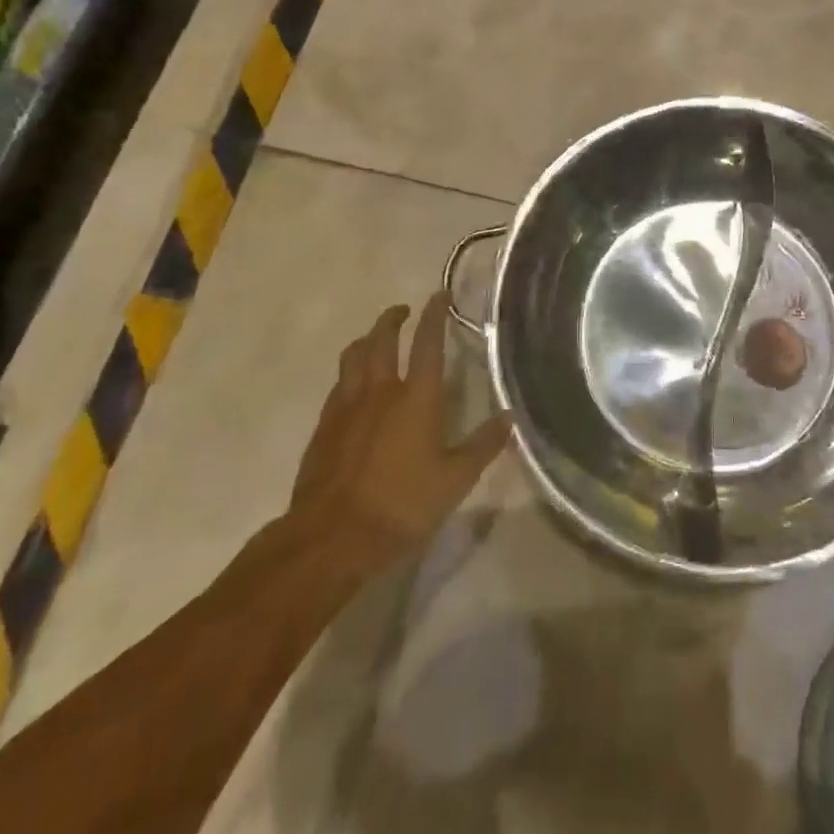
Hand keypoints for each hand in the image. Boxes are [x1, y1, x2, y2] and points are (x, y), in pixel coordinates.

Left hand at [285, 294, 509, 574]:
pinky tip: (352, 386)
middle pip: (382, 340)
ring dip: (366, 340)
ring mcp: (346, 408)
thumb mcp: (455, 480)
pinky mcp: (323, 428)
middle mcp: (379, 391)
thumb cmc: (402, 506)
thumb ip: (483, 445)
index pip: (428, 343)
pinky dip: (349, 373)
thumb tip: (510, 417)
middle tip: (403, 310)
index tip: (439, 294)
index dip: (435, 315)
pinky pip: (337, 386)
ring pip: (353, 358)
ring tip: (374, 339)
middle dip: (392, 319)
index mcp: (416, 397)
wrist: (331, 539)